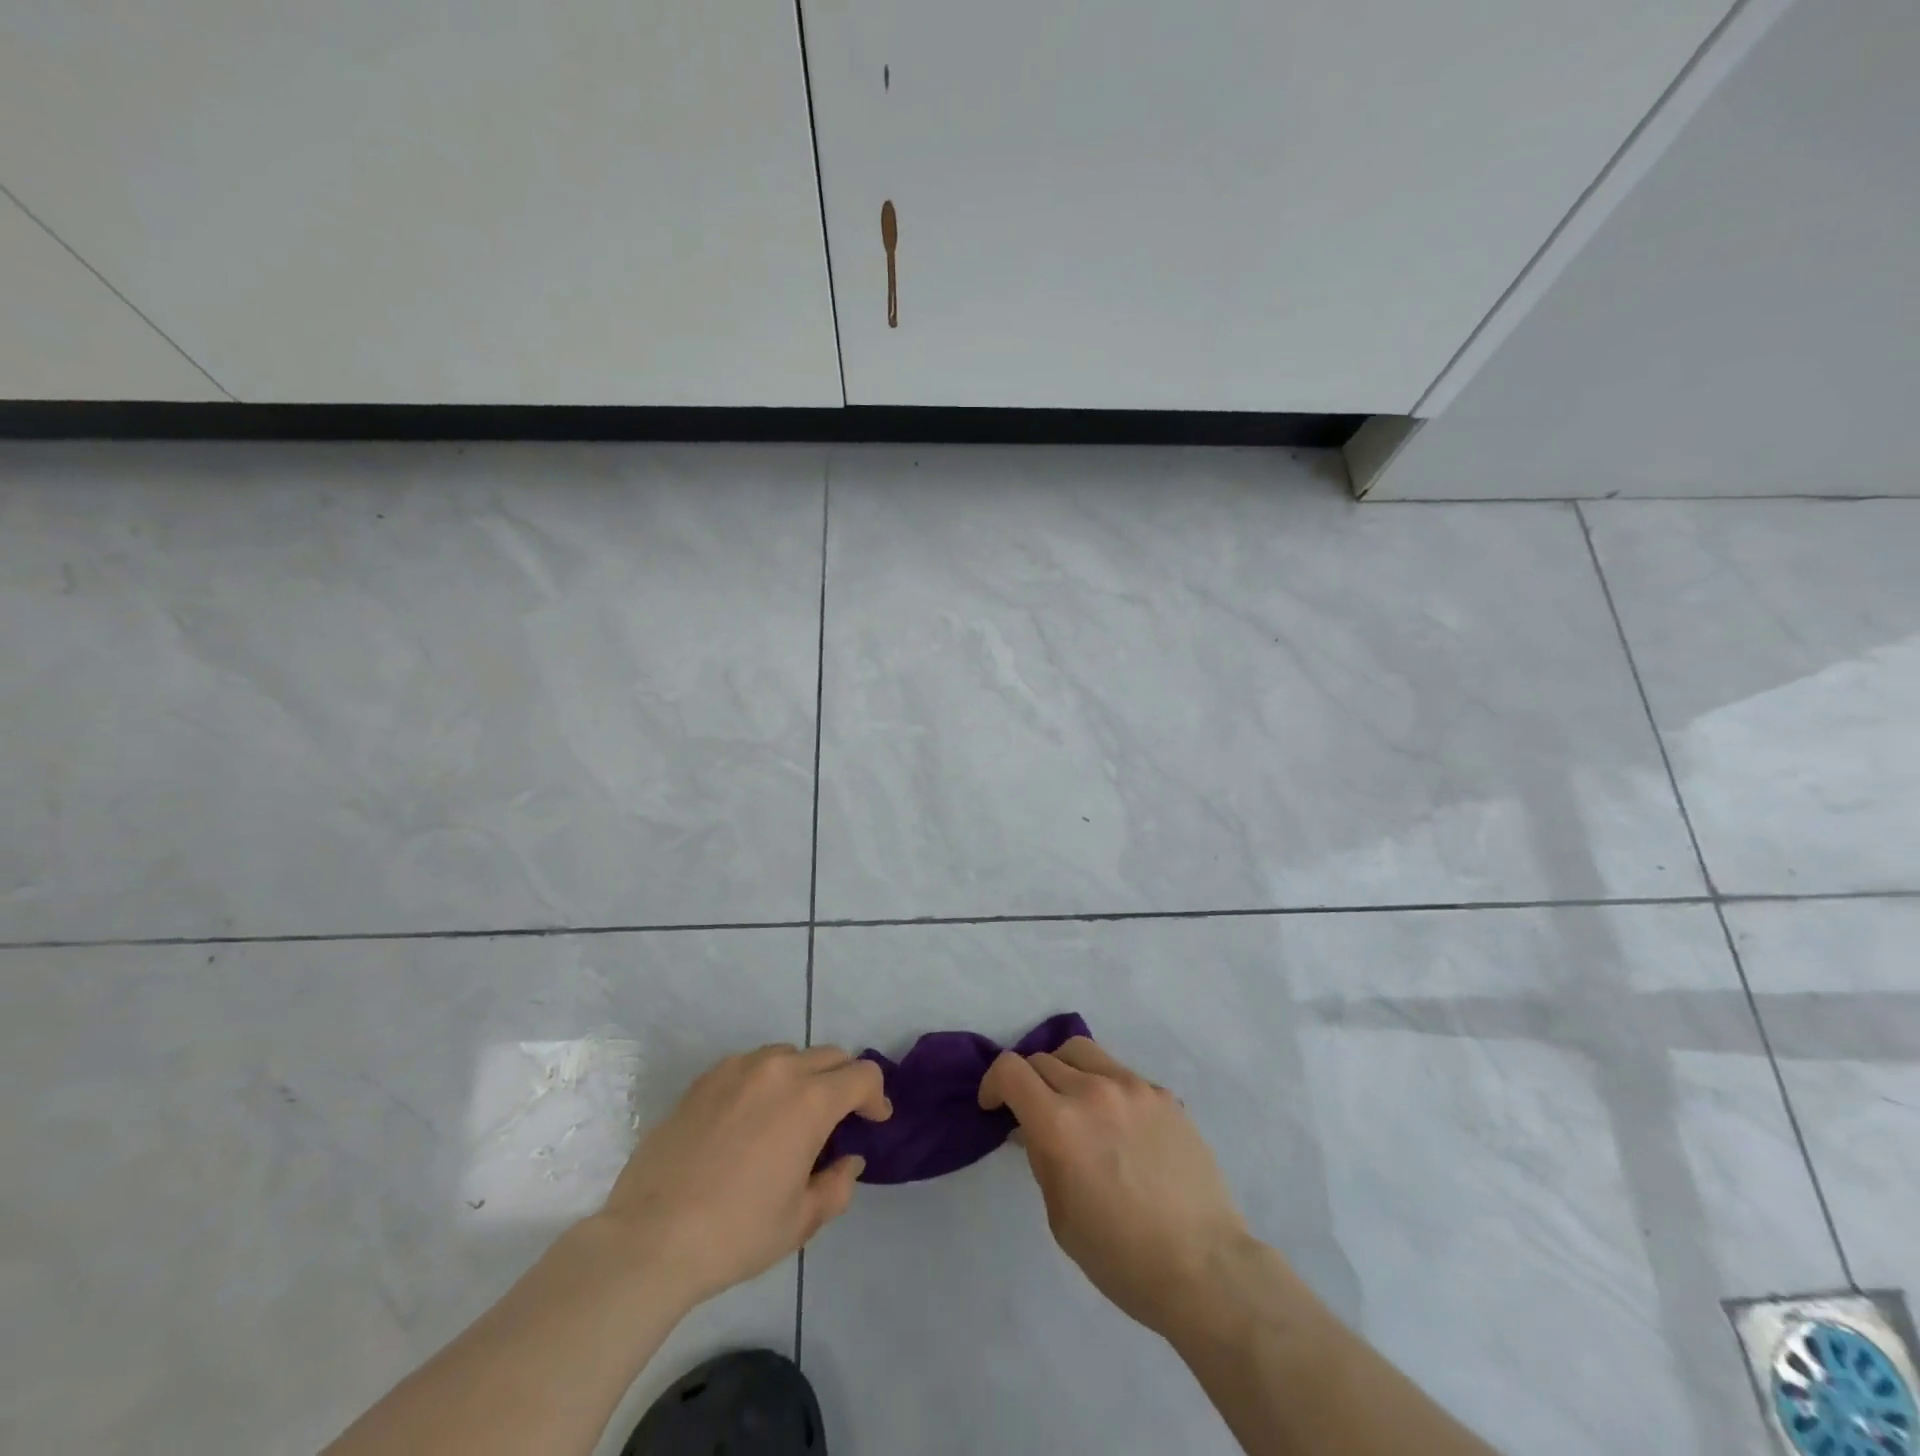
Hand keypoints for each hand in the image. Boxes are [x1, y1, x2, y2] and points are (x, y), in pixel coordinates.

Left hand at [597, 1044, 891, 1307]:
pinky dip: (765, 1082)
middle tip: (838, 1121)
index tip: (874, 1121)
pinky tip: (750, 1120)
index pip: (862, 1075)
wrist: (650, 1238)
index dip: (876, 1096)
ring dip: (804, 1077)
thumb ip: (837, 1185)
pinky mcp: (705, 1078)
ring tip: (792, 1118)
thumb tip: (847, 1161)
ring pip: (789, 1056)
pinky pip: (751, 1066)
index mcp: (810, 1100)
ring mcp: (738, 1068)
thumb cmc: (736, 1233)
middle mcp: (778, 1069)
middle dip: (844, 1083)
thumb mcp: (800, 1221)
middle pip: (829, 1057)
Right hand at [978, 1037, 1250, 1338]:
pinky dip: (1105, 1087)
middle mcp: (1093, 1091)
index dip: (993, 1083)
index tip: (994, 1106)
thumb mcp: (1060, 1215)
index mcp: (1059, 1124)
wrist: (1204, 1267)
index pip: (1011, 1070)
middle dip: (1028, 1082)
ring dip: (1065, 1070)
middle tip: (1034, 1113)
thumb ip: (1041, 1159)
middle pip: (1043, 1059)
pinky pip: (1121, 1074)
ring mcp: (1132, 1087)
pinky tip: (1119, 1124)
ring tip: (1073, 1102)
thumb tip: (1033, 1129)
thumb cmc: (1121, 1257)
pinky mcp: (1163, 1095)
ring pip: (1082, 1052)